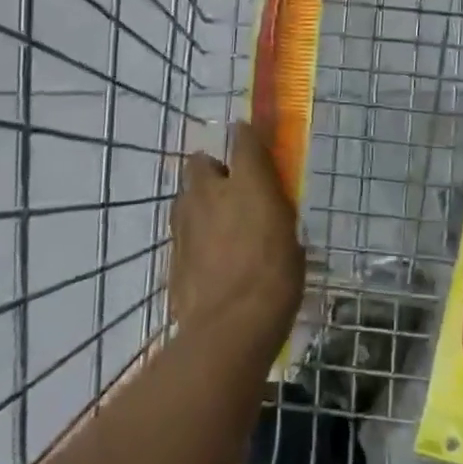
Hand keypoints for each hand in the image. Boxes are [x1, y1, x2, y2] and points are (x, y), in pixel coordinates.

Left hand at [169, 122, 303, 359]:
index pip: (243, 138)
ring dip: (200, 200)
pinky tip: (208, 256)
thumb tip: (270, 206)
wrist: (229, 328)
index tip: (250, 139)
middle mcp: (211, 191)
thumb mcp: (290, 238)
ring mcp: (186, 220)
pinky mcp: (172, 251)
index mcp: (247, 182)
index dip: (246, 135)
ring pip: (187, 194)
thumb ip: (275, 212)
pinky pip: (183, 229)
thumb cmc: (275, 278)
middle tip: (231, 189)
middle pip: (201, 162)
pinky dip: (194, 234)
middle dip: (213, 169)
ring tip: (218, 225)